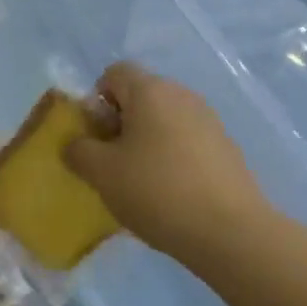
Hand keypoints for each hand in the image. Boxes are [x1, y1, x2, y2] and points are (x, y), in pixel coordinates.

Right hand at [64, 63, 267, 262]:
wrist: (229, 231)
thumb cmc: (156, 191)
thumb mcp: (101, 172)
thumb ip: (78, 150)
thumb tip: (77, 143)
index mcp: (150, 90)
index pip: (114, 73)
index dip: (96, 100)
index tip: (95, 137)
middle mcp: (182, 95)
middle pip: (140, 97)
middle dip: (119, 124)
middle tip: (111, 163)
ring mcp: (209, 121)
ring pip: (163, 121)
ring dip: (145, 143)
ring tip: (139, 183)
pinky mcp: (226, 149)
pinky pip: (186, 142)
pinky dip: (171, 159)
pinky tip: (170, 195)